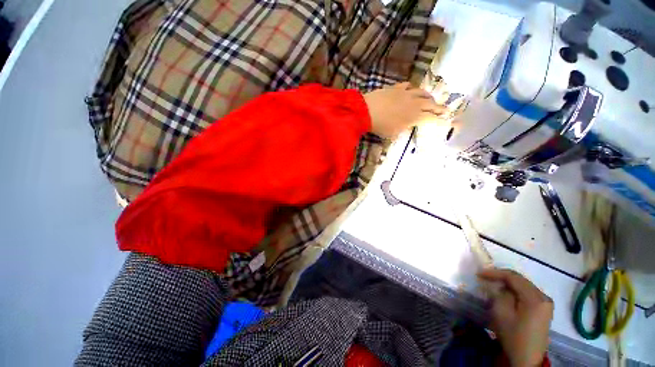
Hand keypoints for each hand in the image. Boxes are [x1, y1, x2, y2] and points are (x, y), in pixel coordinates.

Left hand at [363, 82, 448, 138]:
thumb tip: (409, 125)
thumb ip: (404, 128)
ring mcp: (405, 94)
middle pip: (430, 104)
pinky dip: (413, 89)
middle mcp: (413, 103)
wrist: (367, 111)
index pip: (431, 118)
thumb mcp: (393, 133)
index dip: (439, 120)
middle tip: (445, 109)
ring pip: (422, 93)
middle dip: (439, 107)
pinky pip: (408, 86)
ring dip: (428, 96)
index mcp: (414, 117)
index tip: (446, 121)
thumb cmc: (380, 126)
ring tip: (431, 99)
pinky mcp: (396, 88)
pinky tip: (412, 90)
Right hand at [478, 268, 552, 366]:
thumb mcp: (502, 313)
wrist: (527, 359)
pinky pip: (527, 293)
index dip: (495, 272)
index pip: (513, 277)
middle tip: (485, 277)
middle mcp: (544, 297)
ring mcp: (545, 304)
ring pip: (524, 286)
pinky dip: (515, 291)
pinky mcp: (543, 310)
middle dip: (501, 277)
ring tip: (493, 283)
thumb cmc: (513, 336)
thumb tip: (500, 286)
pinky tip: (505, 293)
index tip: (479, 273)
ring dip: (508, 284)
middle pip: (520, 280)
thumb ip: (500, 294)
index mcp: (535, 298)